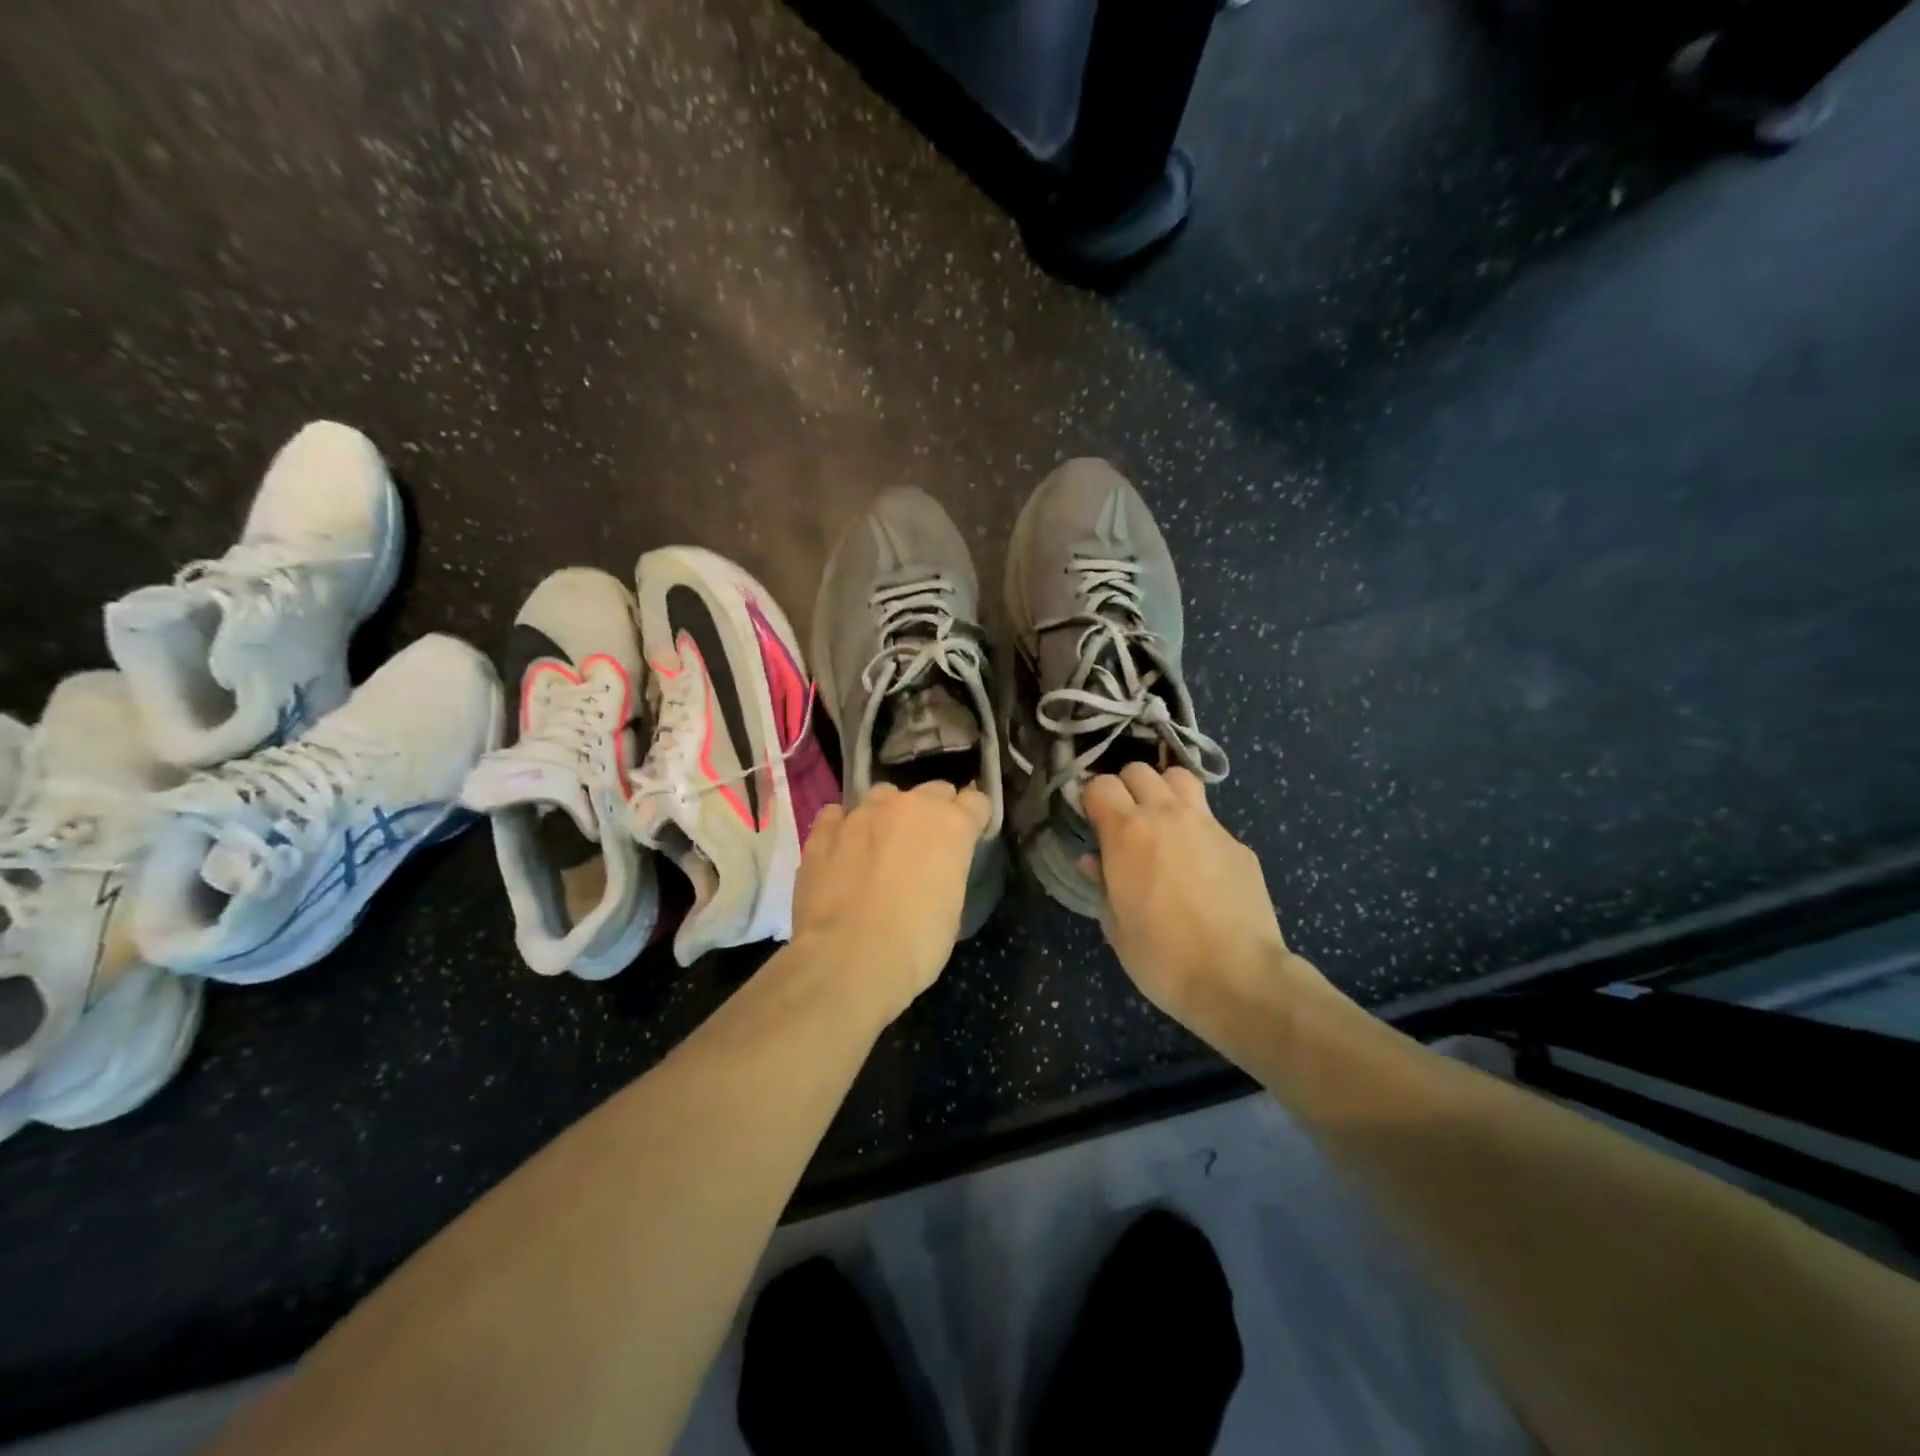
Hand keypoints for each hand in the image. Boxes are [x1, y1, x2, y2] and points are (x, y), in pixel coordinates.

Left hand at [790, 781, 992, 1016]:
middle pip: (933, 791)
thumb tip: (934, 870)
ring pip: (883, 796)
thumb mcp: (952, 906)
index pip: (976, 802)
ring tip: (881, 846)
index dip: (974, 820)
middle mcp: (908, 806)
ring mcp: (862, 814)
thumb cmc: (916, 942)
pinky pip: (837, 815)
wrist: (849, 959)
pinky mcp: (823, 831)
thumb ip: (947, 870)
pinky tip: (842, 850)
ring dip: (889, 815)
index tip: (970, 839)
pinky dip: (844, 827)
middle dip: (935, 813)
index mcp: (950, 824)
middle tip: (927, 847)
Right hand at [1081, 765, 1316, 1036]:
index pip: (1100, 784)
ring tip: (1161, 821)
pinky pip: (1210, 819)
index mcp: (1127, 832)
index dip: (1091, 798)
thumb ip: (1101, 882)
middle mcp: (1166, 815)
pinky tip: (1199, 865)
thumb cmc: (1161, 956)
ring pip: (1180, 778)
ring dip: (1164, 790)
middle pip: (1139, 770)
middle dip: (1126, 787)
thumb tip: (1092, 860)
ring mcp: (1208, 825)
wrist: (1237, 977)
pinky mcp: (1238, 844)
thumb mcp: (1115, 923)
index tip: (1091, 819)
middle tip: (1124, 820)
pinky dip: (1196, 828)